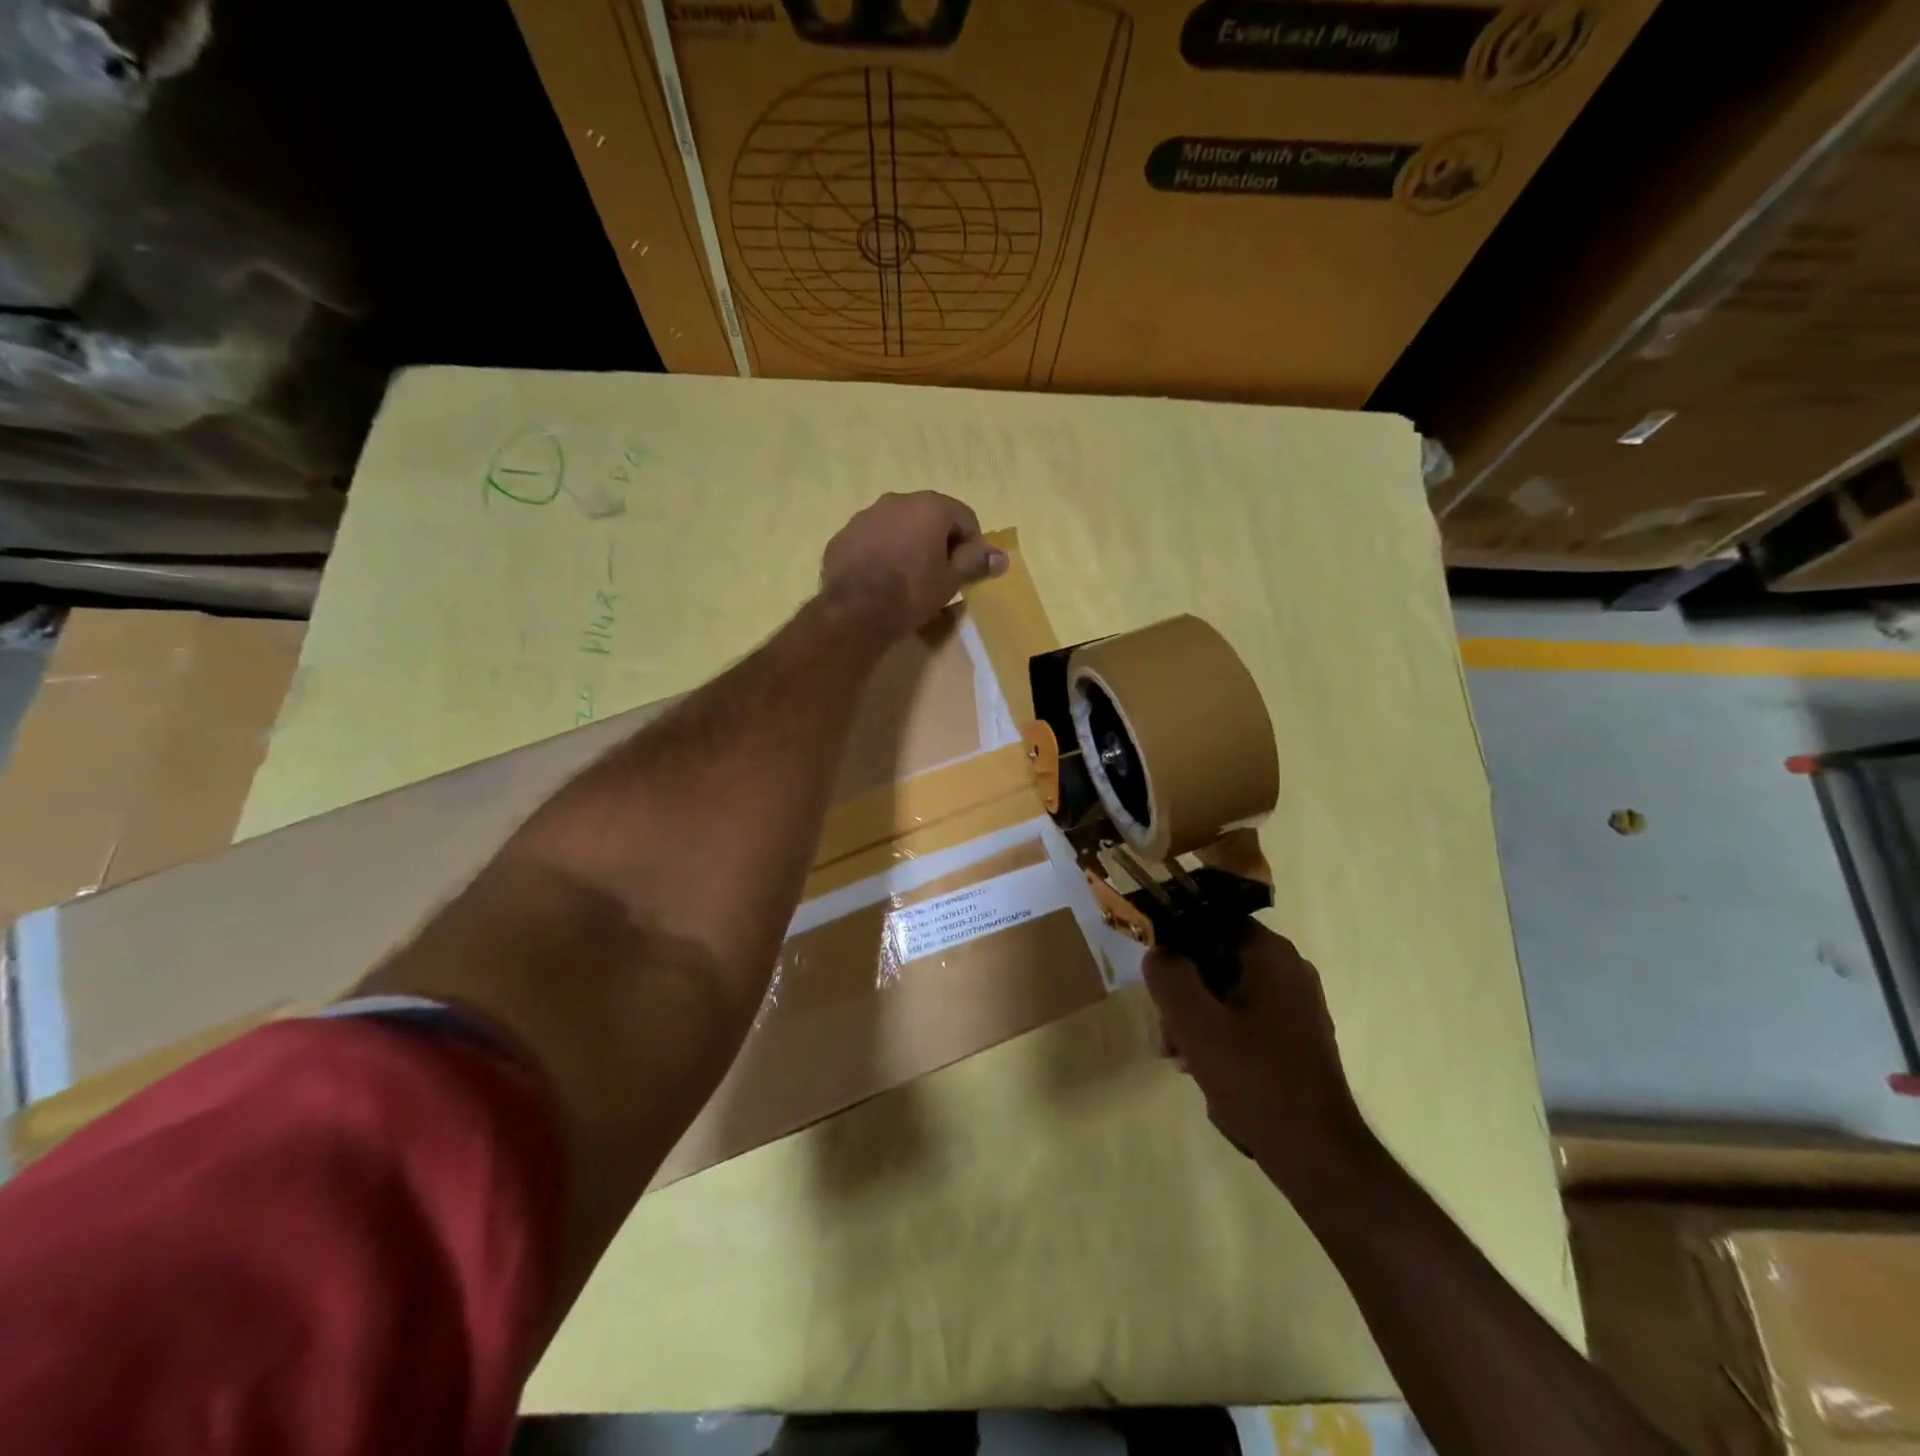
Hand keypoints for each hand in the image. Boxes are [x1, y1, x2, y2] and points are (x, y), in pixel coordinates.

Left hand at [821, 492, 1006, 638]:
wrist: (854, 610)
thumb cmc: (912, 592)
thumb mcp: (950, 581)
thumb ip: (976, 563)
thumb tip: (1002, 557)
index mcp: (930, 506)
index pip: (965, 518)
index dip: (971, 545)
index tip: (967, 572)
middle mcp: (897, 500)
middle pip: (930, 518)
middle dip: (938, 543)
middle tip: (939, 576)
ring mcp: (866, 516)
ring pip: (898, 527)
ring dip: (908, 546)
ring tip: (908, 580)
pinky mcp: (843, 536)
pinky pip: (872, 540)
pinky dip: (881, 554)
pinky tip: (880, 581)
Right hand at [1145, 921, 1370, 1188]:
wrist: (1318, 1156)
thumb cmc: (1255, 1081)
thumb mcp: (1196, 1024)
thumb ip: (1169, 976)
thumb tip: (1158, 952)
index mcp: (1271, 954)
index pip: (1210, 920)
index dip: (1175, 943)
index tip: (1155, 978)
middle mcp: (1289, 969)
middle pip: (1215, 960)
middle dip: (1183, 993)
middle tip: (1166, 1035)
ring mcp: (1296, 1005)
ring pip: (1227, 993)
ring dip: (1197, 1020)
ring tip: (1180, 1059)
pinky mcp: (1296, 1038)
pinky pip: (1245, 1019)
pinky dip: (1220, 1036)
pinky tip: (1206, 1071)